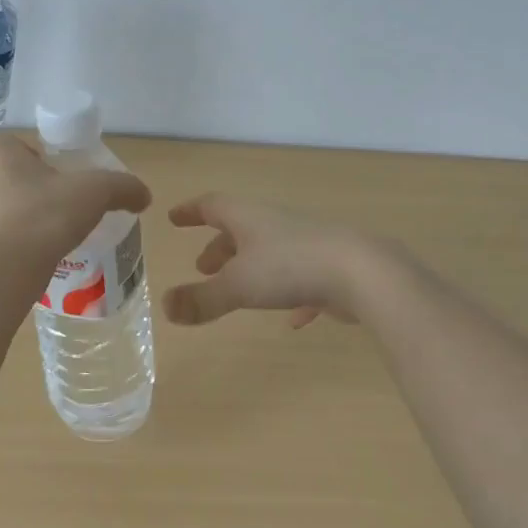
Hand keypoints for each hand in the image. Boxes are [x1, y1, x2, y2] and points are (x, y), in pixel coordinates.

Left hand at [0, 133, 150, 271]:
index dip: (43, 164)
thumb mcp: (96, 194)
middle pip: (5, 178)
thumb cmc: (46, 217)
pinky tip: (18, 266)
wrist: (1, 272)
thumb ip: (123, 187)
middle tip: (55, 217)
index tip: (63, 186)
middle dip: (26, 194)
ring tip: (38, 247)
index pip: (21, 147)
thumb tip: (144, 195)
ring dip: (8, 223)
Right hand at [162, 193, 385, 327]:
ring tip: (236, 290)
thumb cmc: (291, 268)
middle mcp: (276, 224)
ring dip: (249, 267)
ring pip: (270, 251)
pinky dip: (289, 294)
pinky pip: (302, 279)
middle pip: (241, 228)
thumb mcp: (238, 285)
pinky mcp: (330, 267)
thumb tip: (165, 307)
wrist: (362, 272)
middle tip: (202, 266)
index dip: (191, 212)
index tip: (174, 218)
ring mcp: (306, 243)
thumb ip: (201, 299)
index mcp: (249, 218)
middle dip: (219, 246)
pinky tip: (292, 321)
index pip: (213, 206)